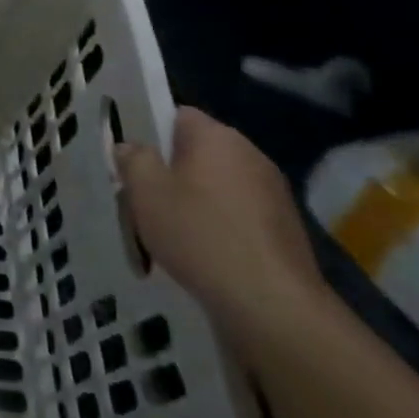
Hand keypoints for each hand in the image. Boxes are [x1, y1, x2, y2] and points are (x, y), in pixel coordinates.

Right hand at [117, 108, 328, 358]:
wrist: (270, 302)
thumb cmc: (198, 233)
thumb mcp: (145, 191)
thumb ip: (133, 159)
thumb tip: (132, 147)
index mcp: (216, 136)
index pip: (178, 115)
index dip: (152, 133)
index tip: (134, 161)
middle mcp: (250, 154)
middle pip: (200, 151)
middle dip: (173, 169)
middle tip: (146, 197)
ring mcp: (274, 191)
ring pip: (220, 184)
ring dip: (198, 199)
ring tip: (173, 230)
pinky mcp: (286, 227)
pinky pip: (239, 213)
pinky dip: (221, 225)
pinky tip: (205, 253)